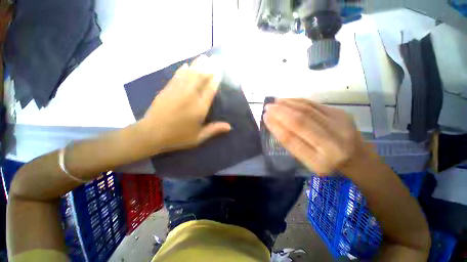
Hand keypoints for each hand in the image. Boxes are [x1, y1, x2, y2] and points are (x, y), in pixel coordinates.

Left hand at [138, 55, 230, 153]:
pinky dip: (183, 69)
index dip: (215, 79)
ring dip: (197, 65)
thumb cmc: (178, 137)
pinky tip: (186, 64)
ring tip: (204, 57)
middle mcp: (190, 96)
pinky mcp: (167, 89)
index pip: (210, 89)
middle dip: (208, 67)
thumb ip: (214, 130)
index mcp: (199, 108)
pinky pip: (177, 76)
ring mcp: (177, 91)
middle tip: (214, 58)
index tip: (220, 70)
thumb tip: (229, 127)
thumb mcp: (198, 137)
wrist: (151, 134)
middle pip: (200, 78)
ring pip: (189, 74)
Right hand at [264, 98, 362, 175]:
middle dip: (280, 113)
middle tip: (267, 107)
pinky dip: (297, 101)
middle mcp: (332, 144)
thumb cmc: (326, 162)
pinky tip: (287, 100)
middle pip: (300, 122)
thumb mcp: (306, 160)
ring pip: (307, 110)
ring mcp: (339, 126)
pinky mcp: (341, 113)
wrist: (357, 156)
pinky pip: (314, 104)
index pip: (292, 140)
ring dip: (287, 104)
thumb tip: (274, 123)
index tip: (265, 118)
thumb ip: (291, 144)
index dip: (276, 127)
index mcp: (319, 161)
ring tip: (274, 102)